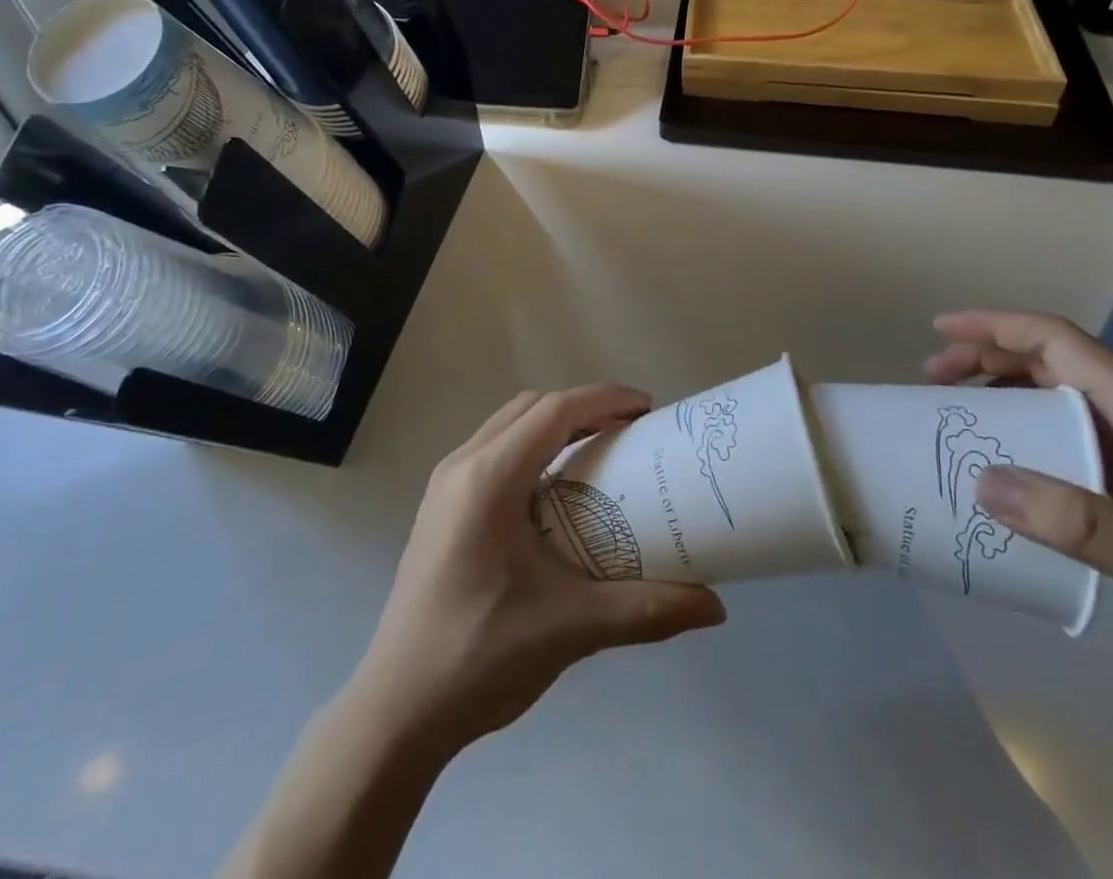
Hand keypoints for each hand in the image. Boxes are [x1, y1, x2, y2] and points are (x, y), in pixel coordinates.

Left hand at [354, 385, 725, 753]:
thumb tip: (716, 606)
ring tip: (600, 450)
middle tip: (630, 430)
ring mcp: (445, 484)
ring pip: (509, 424)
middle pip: (532, 406)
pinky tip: (556, 489)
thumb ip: (646, 610)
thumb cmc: (480, 656)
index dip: (605, 399)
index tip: (648, 409)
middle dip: (584, 406)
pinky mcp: (440, 506)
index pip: (555, 410)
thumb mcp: (571, 628)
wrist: (396, 712)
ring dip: (555, 423)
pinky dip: (532, 446)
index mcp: (489, 478)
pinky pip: (494, 449)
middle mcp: (462, 465)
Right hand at [926, 309, 1112, 689]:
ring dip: (1002, 387)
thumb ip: (1077, 522)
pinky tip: (1005, 457)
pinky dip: (1023, 425)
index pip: (1060, 343)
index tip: (942, 330)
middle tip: (934, 378)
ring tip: (956, 407)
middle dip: (986, 355)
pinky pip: (1065, 429)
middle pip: (1051, 359)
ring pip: (1056, 391)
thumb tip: (983, 480)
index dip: (998, 327)